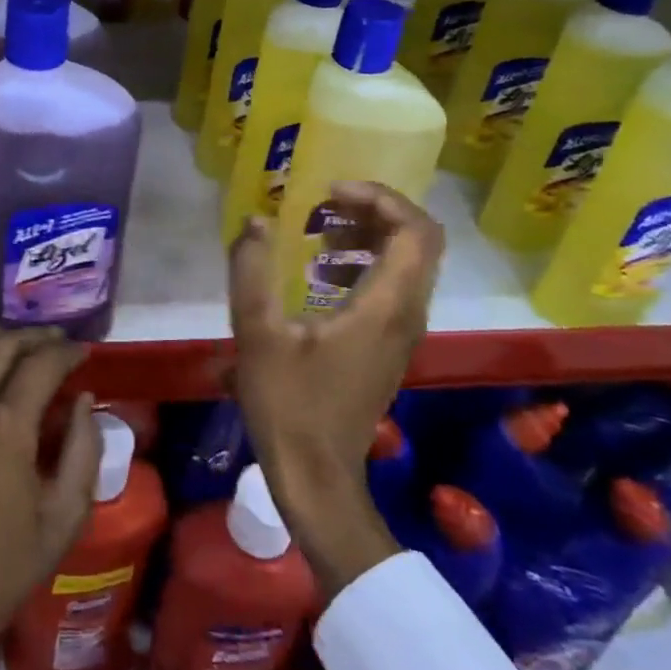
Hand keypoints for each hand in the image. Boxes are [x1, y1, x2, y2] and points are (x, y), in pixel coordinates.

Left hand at [0, 328, 99, 669]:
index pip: (41, 364)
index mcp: (5, 428)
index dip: (67, 352)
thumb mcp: (63, 520)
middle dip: (35, 338)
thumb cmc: (0, 571)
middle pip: (2, 345)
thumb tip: (84, 403)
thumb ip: (84, 451)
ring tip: (17, 346)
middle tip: (56, 343)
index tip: (82, 352)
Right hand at [228, 181, 445, 599]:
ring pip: (409, 263)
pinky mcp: (390, 345)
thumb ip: (252, 270)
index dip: (380, 198)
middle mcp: (407, 314)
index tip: (330, 193)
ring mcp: (403, 332)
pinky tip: (320, 273)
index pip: (416, 231)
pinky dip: (365, 263)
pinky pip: (394, 285)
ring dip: (369, 235)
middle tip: (324, 204)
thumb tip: (258, 220)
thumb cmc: (288, 405)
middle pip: (418, 240)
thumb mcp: (257, 334)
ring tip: (318, 232)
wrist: (317, 476)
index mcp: (385, 306)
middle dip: (374, 210)